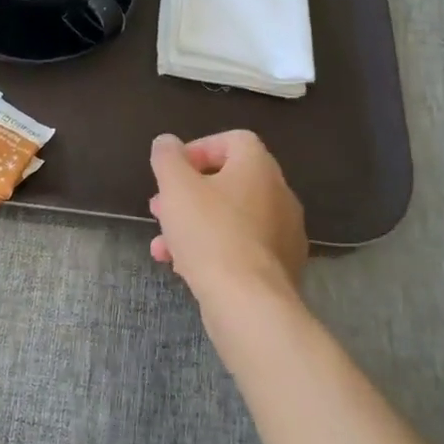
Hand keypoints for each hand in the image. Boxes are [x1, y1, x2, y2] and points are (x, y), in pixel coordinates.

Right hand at [148, 131, 307, 306]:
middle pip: (229, 182)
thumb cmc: (210, 233)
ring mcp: (283, 234)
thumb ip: (167, 157)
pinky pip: (241, 248)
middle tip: (159, 208)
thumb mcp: (176, 187)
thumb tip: (167, 143)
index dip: (199, 149)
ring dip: (194, 225)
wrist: (248, 303)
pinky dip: (213, 251)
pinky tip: (184, 269)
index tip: (173, 171)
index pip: (233, 140)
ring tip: (162, 246)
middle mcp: (279, 194)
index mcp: (259, 167)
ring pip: (231, 219)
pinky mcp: (280, 268)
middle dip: (188, 194)